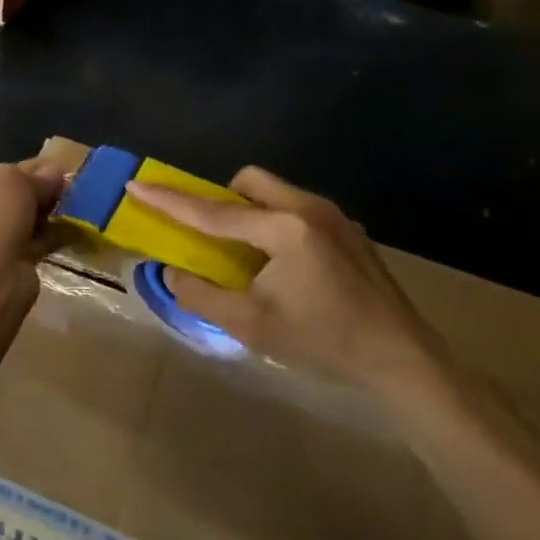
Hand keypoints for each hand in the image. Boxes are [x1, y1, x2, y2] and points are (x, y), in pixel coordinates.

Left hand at [0, 158, 64, 288]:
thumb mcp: (12, 179)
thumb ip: (34, 176)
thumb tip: (54, 174)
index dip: (15, 173)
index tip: (44, 173)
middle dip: (29, 198)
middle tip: (58, 192)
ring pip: (13, 229)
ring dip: (38, 221)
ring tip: (67, 211)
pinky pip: (25, 250)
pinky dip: (44, 242)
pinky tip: (67, 233)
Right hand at [125, 168, 452, 398]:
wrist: (402, 359)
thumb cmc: (323, 342)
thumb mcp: (252, 325)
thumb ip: (202, 294)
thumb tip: (172, 270)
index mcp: (283, 228)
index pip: (213, 212)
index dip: (170, 200)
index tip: (137, 185)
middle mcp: (308, 208)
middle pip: (250, 181)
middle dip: (224, 200)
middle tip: (217, 239)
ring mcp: (334, 216)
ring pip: (276, 193)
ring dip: (252, 212)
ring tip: (252, 257)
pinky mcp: (349, 230)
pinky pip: (298, 209)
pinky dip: (277, 224)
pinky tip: (288, 268)